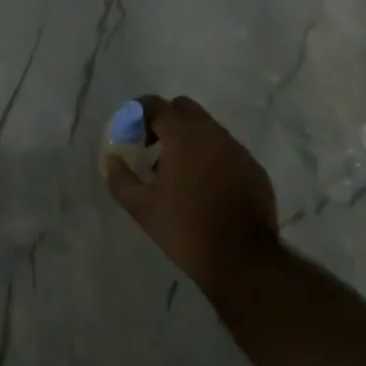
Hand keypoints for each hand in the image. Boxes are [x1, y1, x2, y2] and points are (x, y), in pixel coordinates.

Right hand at [105, 95, 279, 300]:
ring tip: (178, 174)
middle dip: (165, 121)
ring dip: (189, 140)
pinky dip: (211, 158)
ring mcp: (237, 149)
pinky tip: (205, 189)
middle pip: (184, 109)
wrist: (243, 260)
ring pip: (207, 129)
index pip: (155, 105)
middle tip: (152, 149)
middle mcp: (212, 132)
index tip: (130, 134)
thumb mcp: (142, 208)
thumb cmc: (186, 228)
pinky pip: (226, 150)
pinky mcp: (253, 168)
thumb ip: (120, 179)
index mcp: (183, 134)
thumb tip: (112, 159)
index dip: (138, 114)